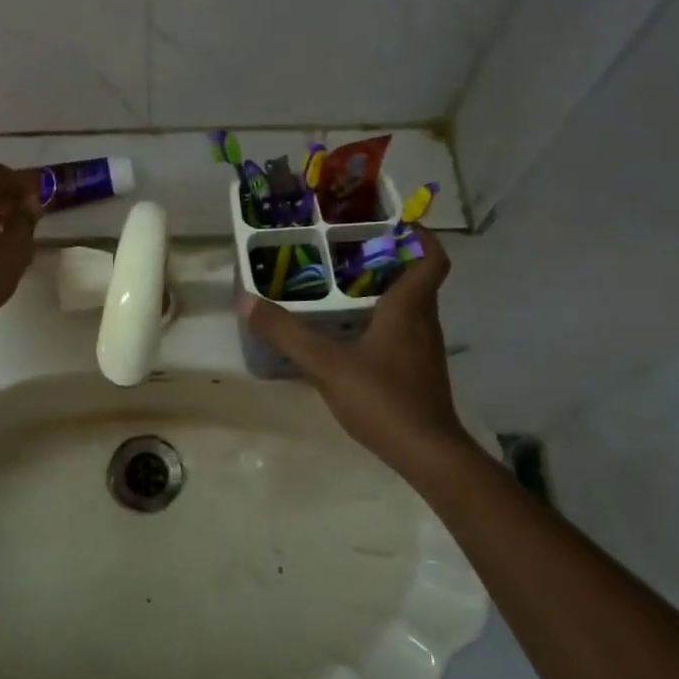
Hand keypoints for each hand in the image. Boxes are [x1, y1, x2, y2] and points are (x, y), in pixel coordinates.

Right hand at [238, 227, 468, 464]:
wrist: (428, 455)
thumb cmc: (384, 399)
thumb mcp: (327, 365)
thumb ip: (287, 333)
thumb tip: (247, 300)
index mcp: (408, 307)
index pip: (431, 258)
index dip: (419, 236)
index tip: (393, 222)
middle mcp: (423, 321)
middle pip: (417, 278)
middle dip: (390, 258)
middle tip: (350, 250)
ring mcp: (424, 349)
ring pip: (411, 305)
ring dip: (386, 289)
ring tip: (345, 285)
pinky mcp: (420, 372)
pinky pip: (405, 330)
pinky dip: (384, 320)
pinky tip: (353, 334)